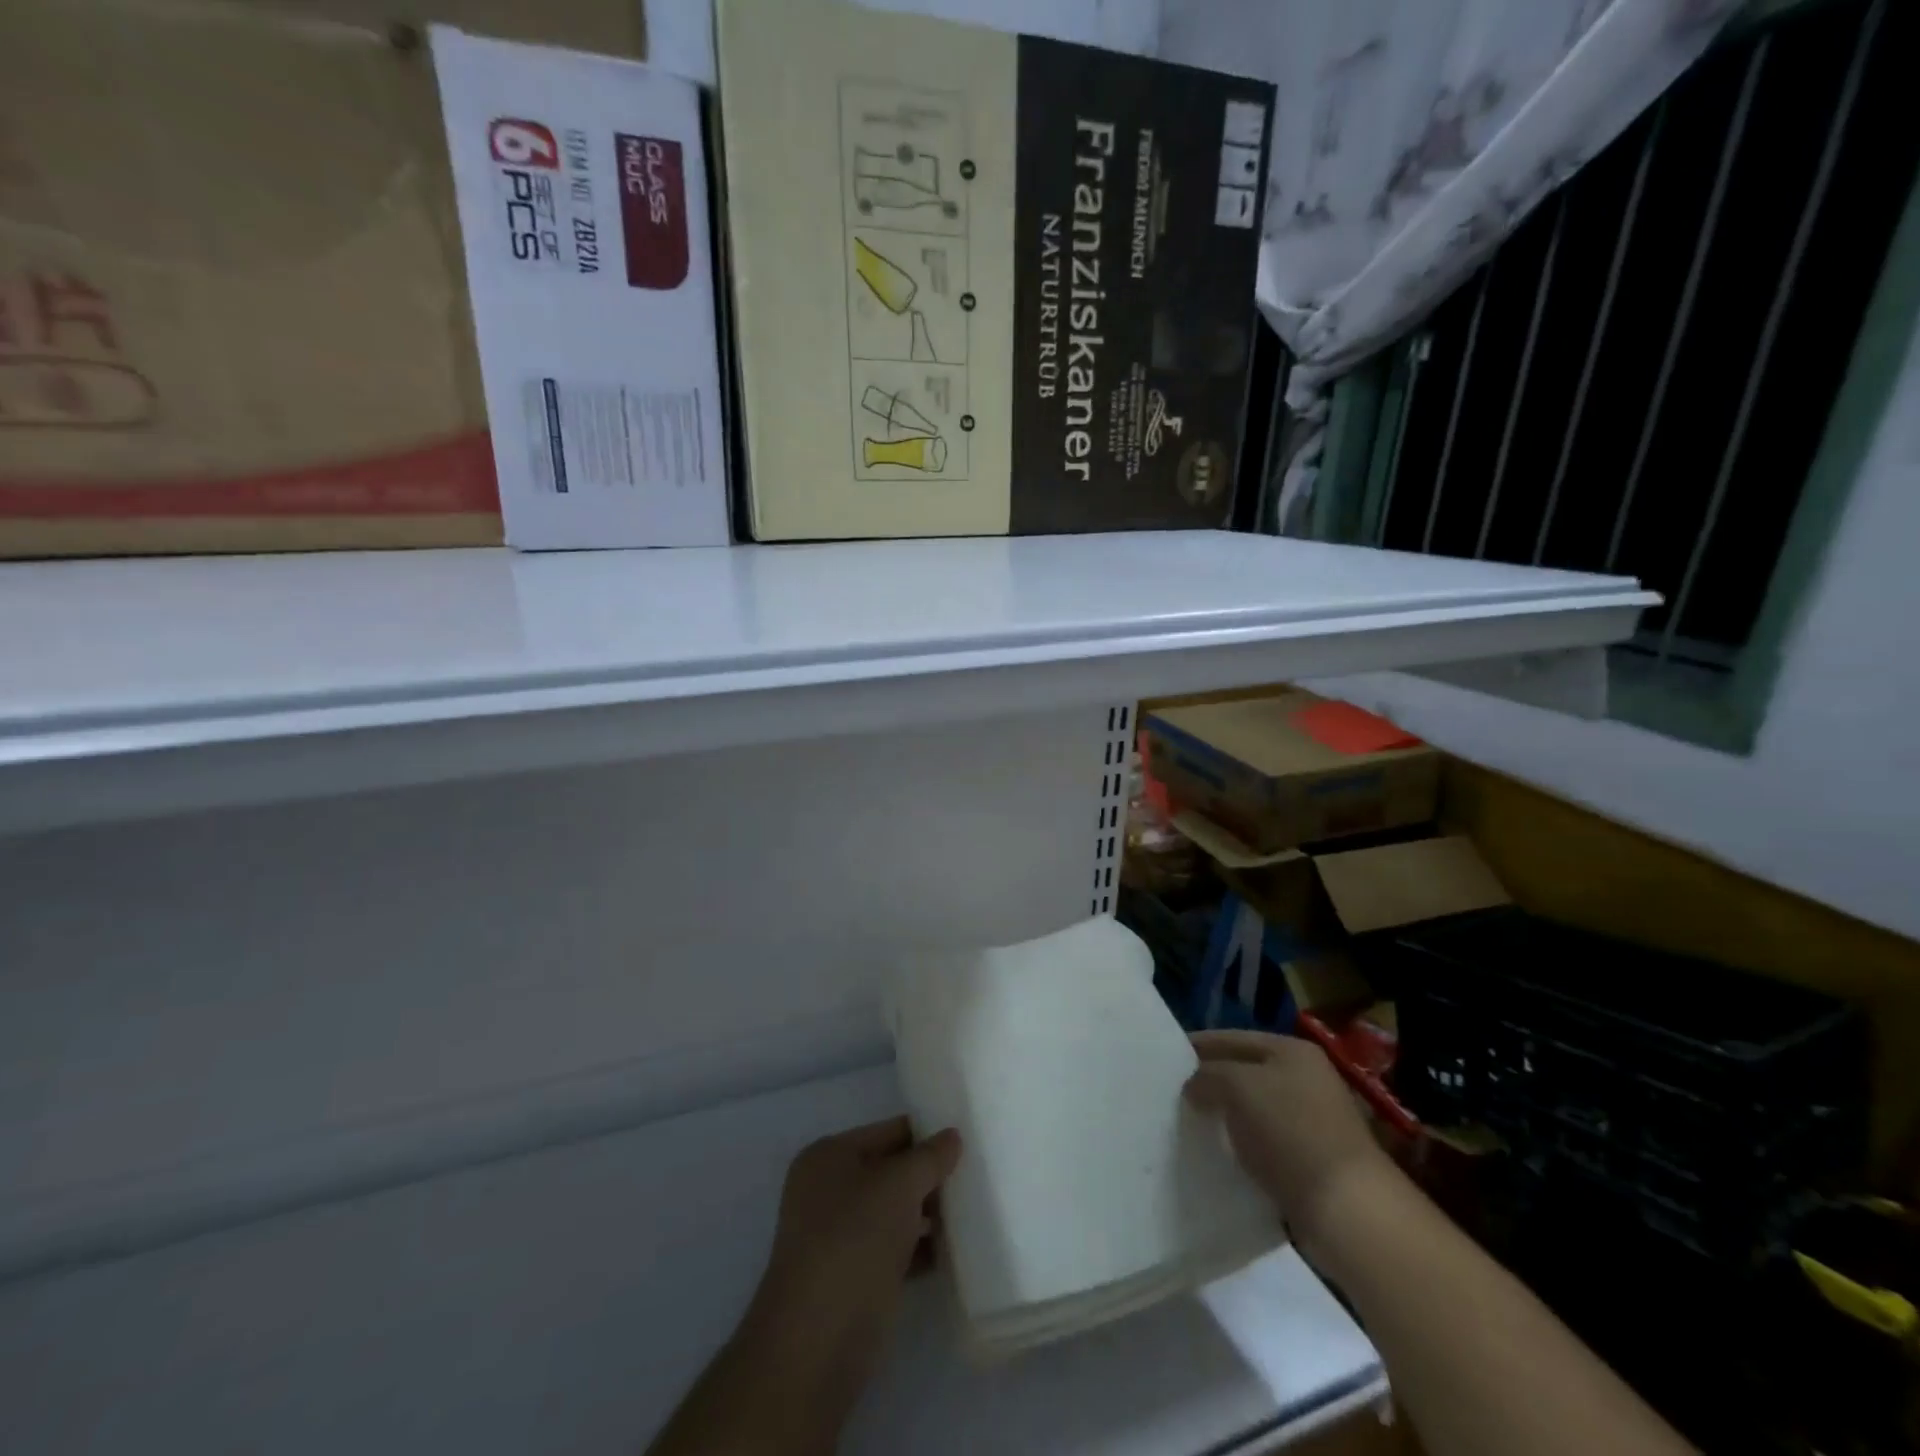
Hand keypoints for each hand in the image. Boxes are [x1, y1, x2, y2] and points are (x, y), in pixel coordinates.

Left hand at [647, 1118, 961, 1455]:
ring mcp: (839, 1236)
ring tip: (974, 1211)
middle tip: (976, 1176)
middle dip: (930, 1176)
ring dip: (929, 1213)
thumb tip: (952, 1136)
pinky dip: (921, 1248)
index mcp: (829, 1156)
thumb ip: (929, 1158)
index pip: (889, 1132)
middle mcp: (829, 1190)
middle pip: (891, 1171)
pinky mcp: (853, 1277)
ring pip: (894, 1212)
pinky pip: (895, 1248)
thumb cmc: (853, 1242)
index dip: (927, 1133)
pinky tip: (955, 1250)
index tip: (967, 1139)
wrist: (816, 1343)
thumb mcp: (898, 1186)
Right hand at [1183, 1030, 1390, 1254]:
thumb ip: (1207, 1076)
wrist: (1348, 1210)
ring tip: (1189, 1125)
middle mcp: (1306, 1078)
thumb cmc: (1291, 1133)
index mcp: (1292, 1050)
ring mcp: (1312, 1119)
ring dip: (1225, 1116)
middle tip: (1172, 1094)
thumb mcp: (1238, 1087)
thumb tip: (1192, 1085)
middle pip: (1243, 1072)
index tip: (1163, 1060)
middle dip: (1210, 1082)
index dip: (1197, 1046)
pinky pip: (1264, 1141)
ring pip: (1252, 1108)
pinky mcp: (1311, 1159)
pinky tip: (1219, 1154)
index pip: (1232, 1037)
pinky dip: (1242, 1145)